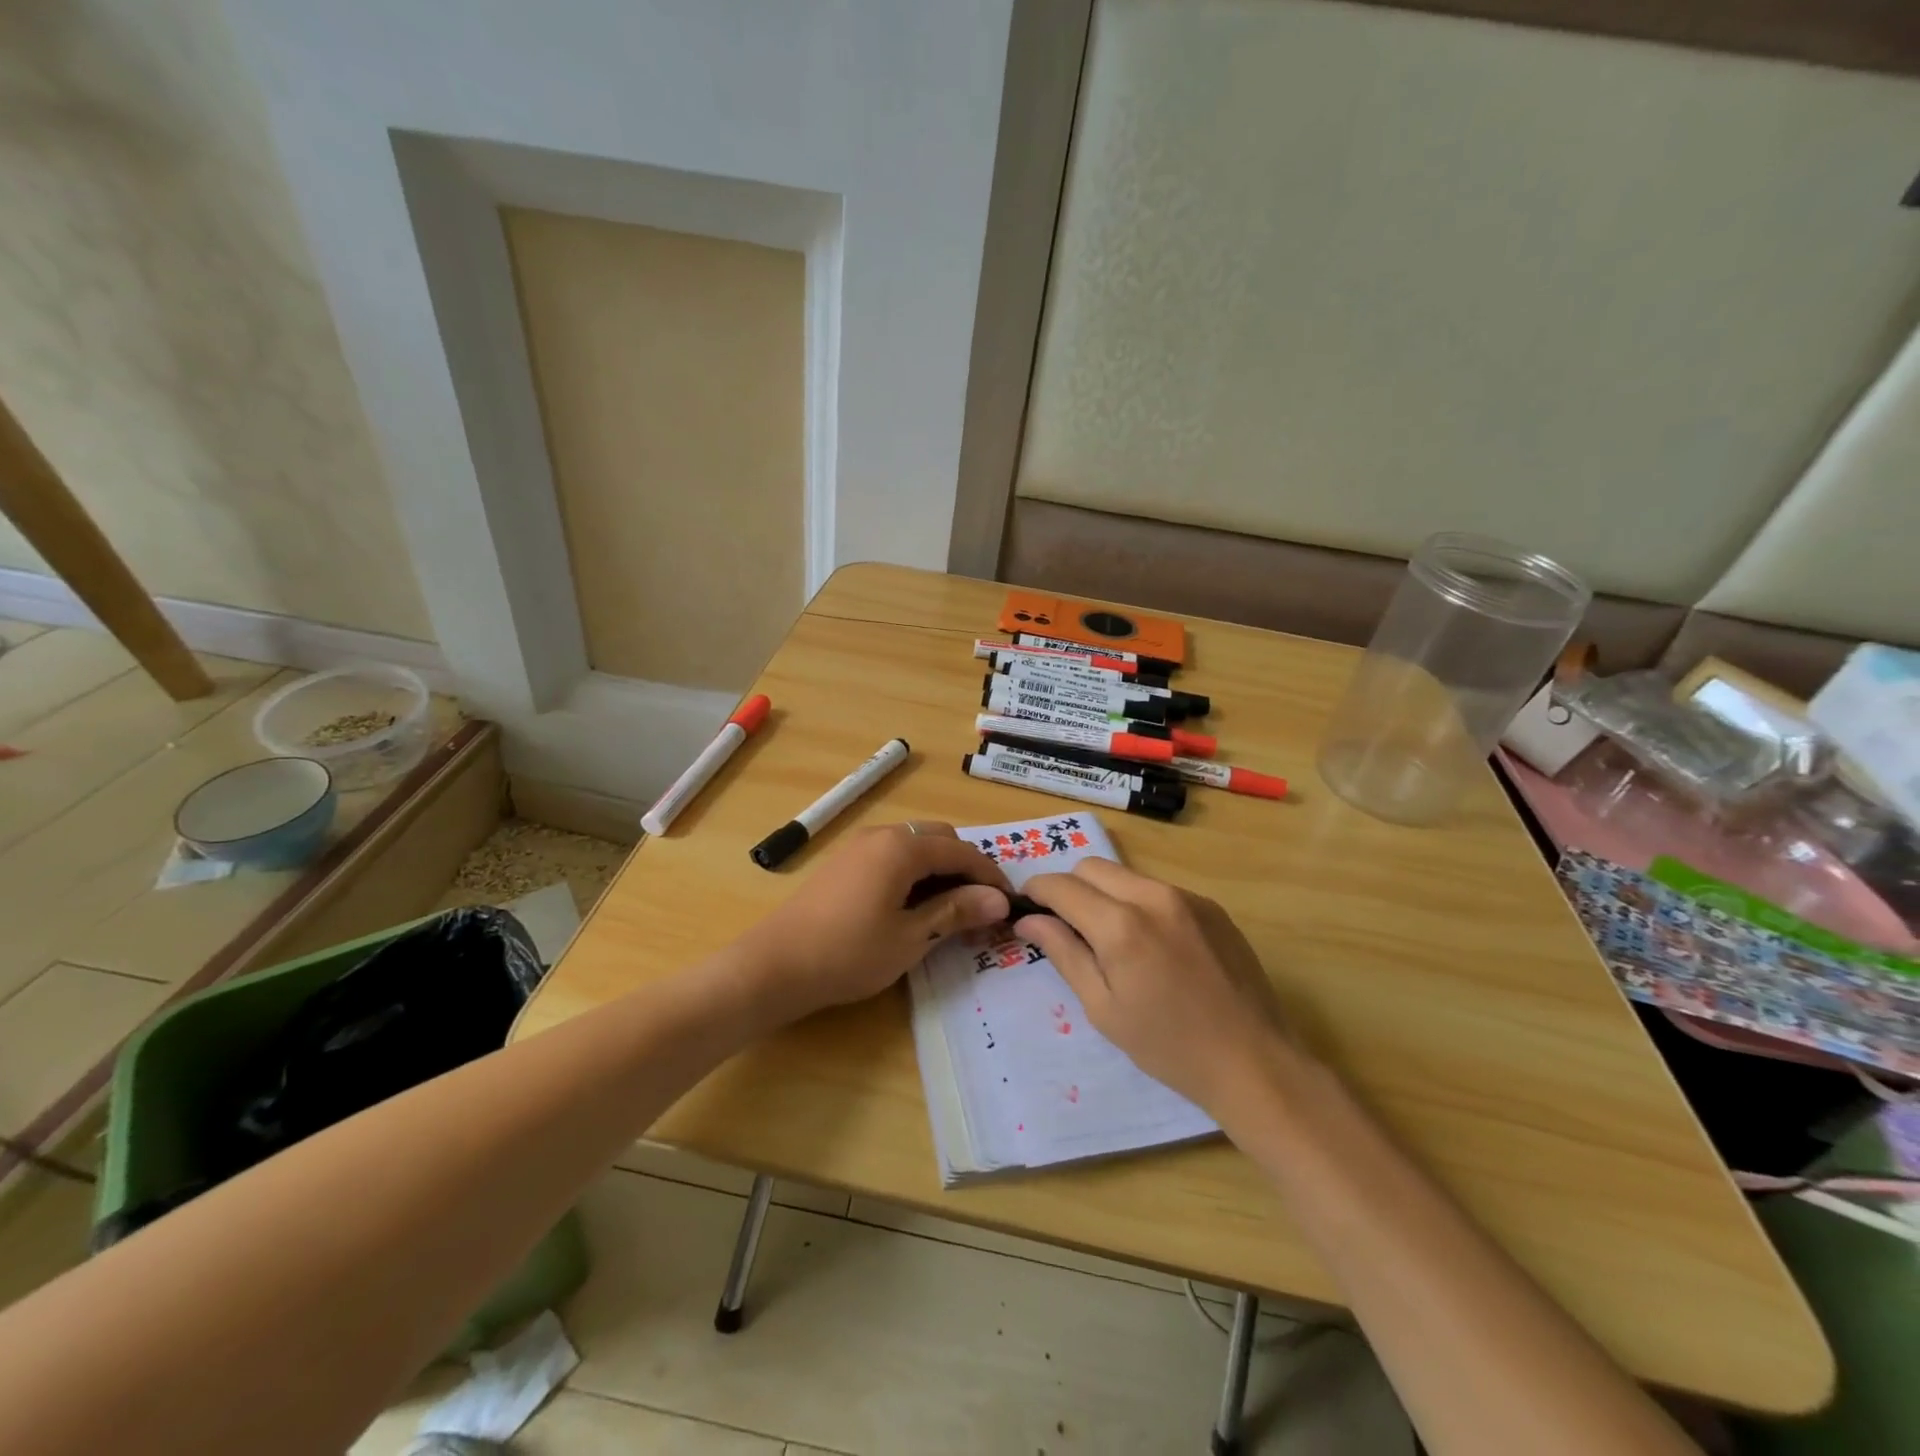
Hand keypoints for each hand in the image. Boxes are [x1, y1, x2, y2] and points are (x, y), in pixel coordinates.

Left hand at [740, 823, 1011, 1019]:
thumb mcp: (911, 937)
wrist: (775, 965)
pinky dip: (914, 872)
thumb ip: (956, 912)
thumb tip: (1000, 900)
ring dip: (939, 869)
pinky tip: (914, 905)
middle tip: (980, 906)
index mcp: (902, 847)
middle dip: (965, 867)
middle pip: (939, 839)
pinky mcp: (844, 862)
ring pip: (915, 845)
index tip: (1009, 903)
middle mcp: (882, 834)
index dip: (990, 875)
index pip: (961, 851)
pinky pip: (892, 855)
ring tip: (951, 908)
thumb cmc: (849, 953)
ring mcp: (859, 846)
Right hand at [1018, 859, 1295, 1117]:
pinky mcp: (1211, 906)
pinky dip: (1139, 903)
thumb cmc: (1168, 1046)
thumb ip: (1064, 954)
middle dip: (1069, 887)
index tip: (1027, 907)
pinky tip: (1151, 944)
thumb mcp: (1103, 1008)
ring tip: (1110, 937)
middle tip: (1066, 925)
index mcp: (1121, 925)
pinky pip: (1159, 889)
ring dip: (1105, 894)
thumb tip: (1029, 920)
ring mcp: (1187, 897)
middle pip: (1092, 867)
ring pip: (1126, 875)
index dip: (1037, 891)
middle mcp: (1153, 896)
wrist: (1253, 1062)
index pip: (1062, 886)